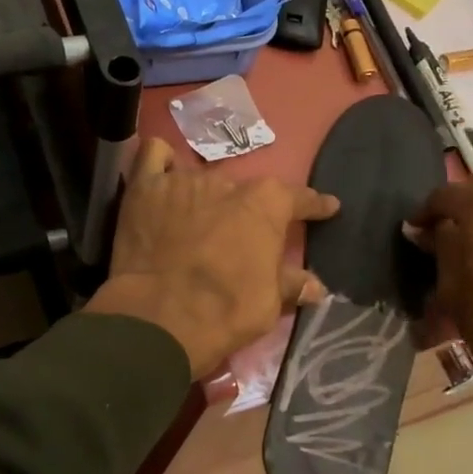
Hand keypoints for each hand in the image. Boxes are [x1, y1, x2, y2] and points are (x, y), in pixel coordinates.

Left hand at [86, 138, 339, 377]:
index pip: (299, 199)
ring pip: (201, 180)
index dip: (315, 205)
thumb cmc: (225, 310)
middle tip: (236, 240)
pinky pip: (154, 156)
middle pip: (244, 192)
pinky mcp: (145, 187)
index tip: (327, 207)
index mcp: (266, 204)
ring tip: (194, 223)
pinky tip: (162, 180)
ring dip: (203, 200)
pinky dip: (161, 165)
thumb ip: (291, 284)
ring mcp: (184, 180)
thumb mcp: (268, 303)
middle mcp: (228, 182)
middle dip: (244, 213)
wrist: (159, 317)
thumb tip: (317, 286)